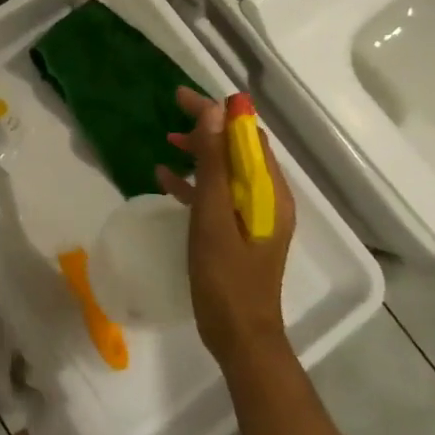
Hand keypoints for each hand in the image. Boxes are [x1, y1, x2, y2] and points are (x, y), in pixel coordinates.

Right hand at [155, 86, 295, 369]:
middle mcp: (268, 198)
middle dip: (208, 127)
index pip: (247, 135)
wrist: (240, 337)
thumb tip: (214, 112)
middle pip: (238, 149)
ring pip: (226, 170)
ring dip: (200, 152)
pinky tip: (165, 180)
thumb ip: (213, 165)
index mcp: (269, 191)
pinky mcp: (239, 232)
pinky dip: (195, 183)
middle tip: (171, 111)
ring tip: (167, 139)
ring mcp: (254, 216)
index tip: (182, 98)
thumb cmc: (226, 278)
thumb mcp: (214, 216)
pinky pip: (218, 196)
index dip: (218, 112)